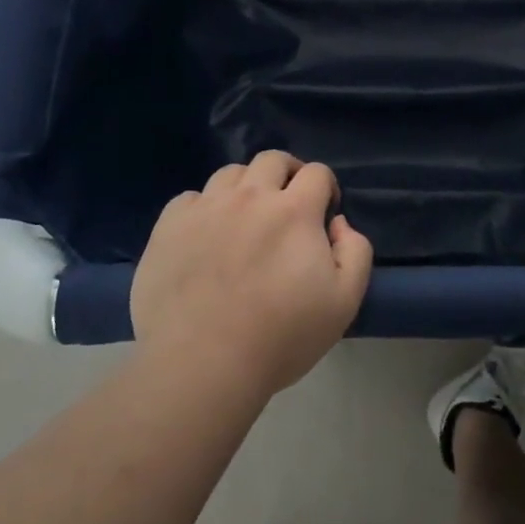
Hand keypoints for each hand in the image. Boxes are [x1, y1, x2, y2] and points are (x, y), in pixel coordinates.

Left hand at [131, 151, 372, 398]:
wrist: (201, 364)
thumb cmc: (280, 337)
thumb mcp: (344, 302)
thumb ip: (355, 252)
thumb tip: (339, 223)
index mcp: (294, 210)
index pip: (317, 172)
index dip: (326, 187)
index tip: (324, 214)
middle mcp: (250, 197)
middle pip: (272, 160)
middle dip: (288, 174)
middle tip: (288, 204)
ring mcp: (205, 208)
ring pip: (230, 174)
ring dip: (246, 187)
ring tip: (245, 217)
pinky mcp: (169, 226)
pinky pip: (189, 198)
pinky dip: (204, 208)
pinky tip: (205, 235)